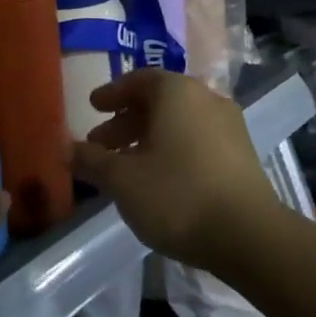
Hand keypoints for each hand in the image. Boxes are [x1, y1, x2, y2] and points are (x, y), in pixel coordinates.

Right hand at [70, 68, 278, 270]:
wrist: (249, 236)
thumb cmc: (177, 195)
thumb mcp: (122, 179)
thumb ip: (91, 160)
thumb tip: (65, 148)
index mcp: (177, 92)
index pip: (138, 80)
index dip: (112, 94)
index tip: (92, 107)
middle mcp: (206, 99)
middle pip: (158, 102)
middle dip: (125, 122)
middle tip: (100, 145)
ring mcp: (229, 127)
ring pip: (178, 123)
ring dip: (147, 139)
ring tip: (124, 167)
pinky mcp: (242, 155)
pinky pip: (196, 140)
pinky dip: (171, 150)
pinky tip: (157, 180)